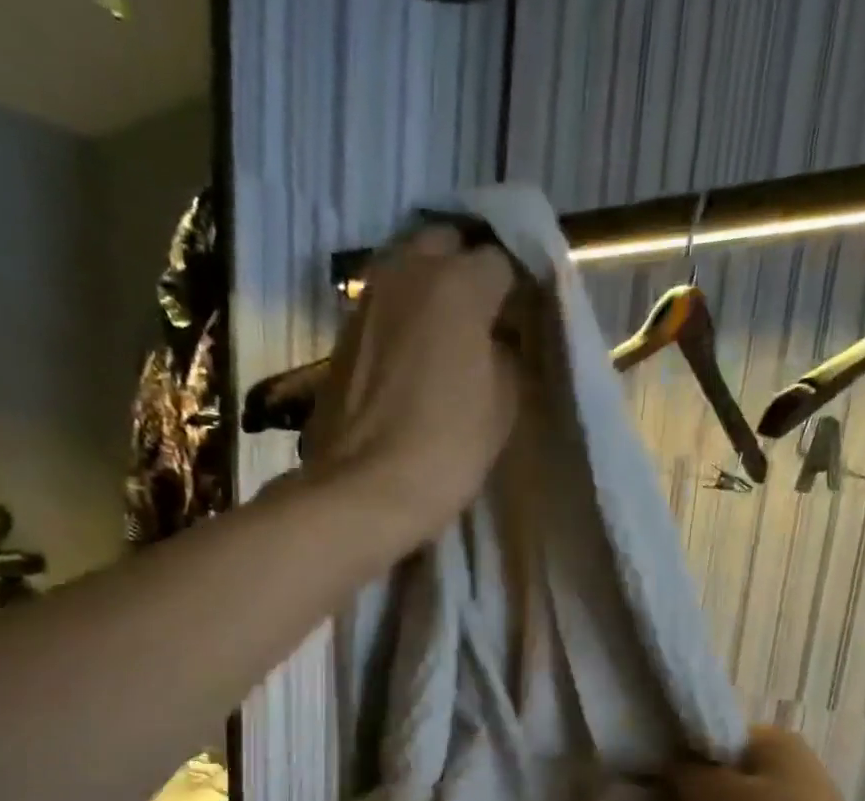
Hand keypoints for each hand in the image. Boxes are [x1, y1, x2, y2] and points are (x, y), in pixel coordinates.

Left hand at [302, 227, 521, 544]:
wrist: (366, 491)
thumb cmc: (447, 448)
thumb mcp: (503, 403)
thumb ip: (507, 355)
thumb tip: (497, 341)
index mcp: (456, 282)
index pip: (500, 260)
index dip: (516, 289)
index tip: (522, 320)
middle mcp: (406, 273)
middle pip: (445, 246)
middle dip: (467, 271)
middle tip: (484, 316)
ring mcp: (366, 302)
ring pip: (406, 272)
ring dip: (429, 292)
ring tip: (447, 334)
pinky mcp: (342, 337)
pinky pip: (383, 310)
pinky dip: (401, 320)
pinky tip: (412, 357)